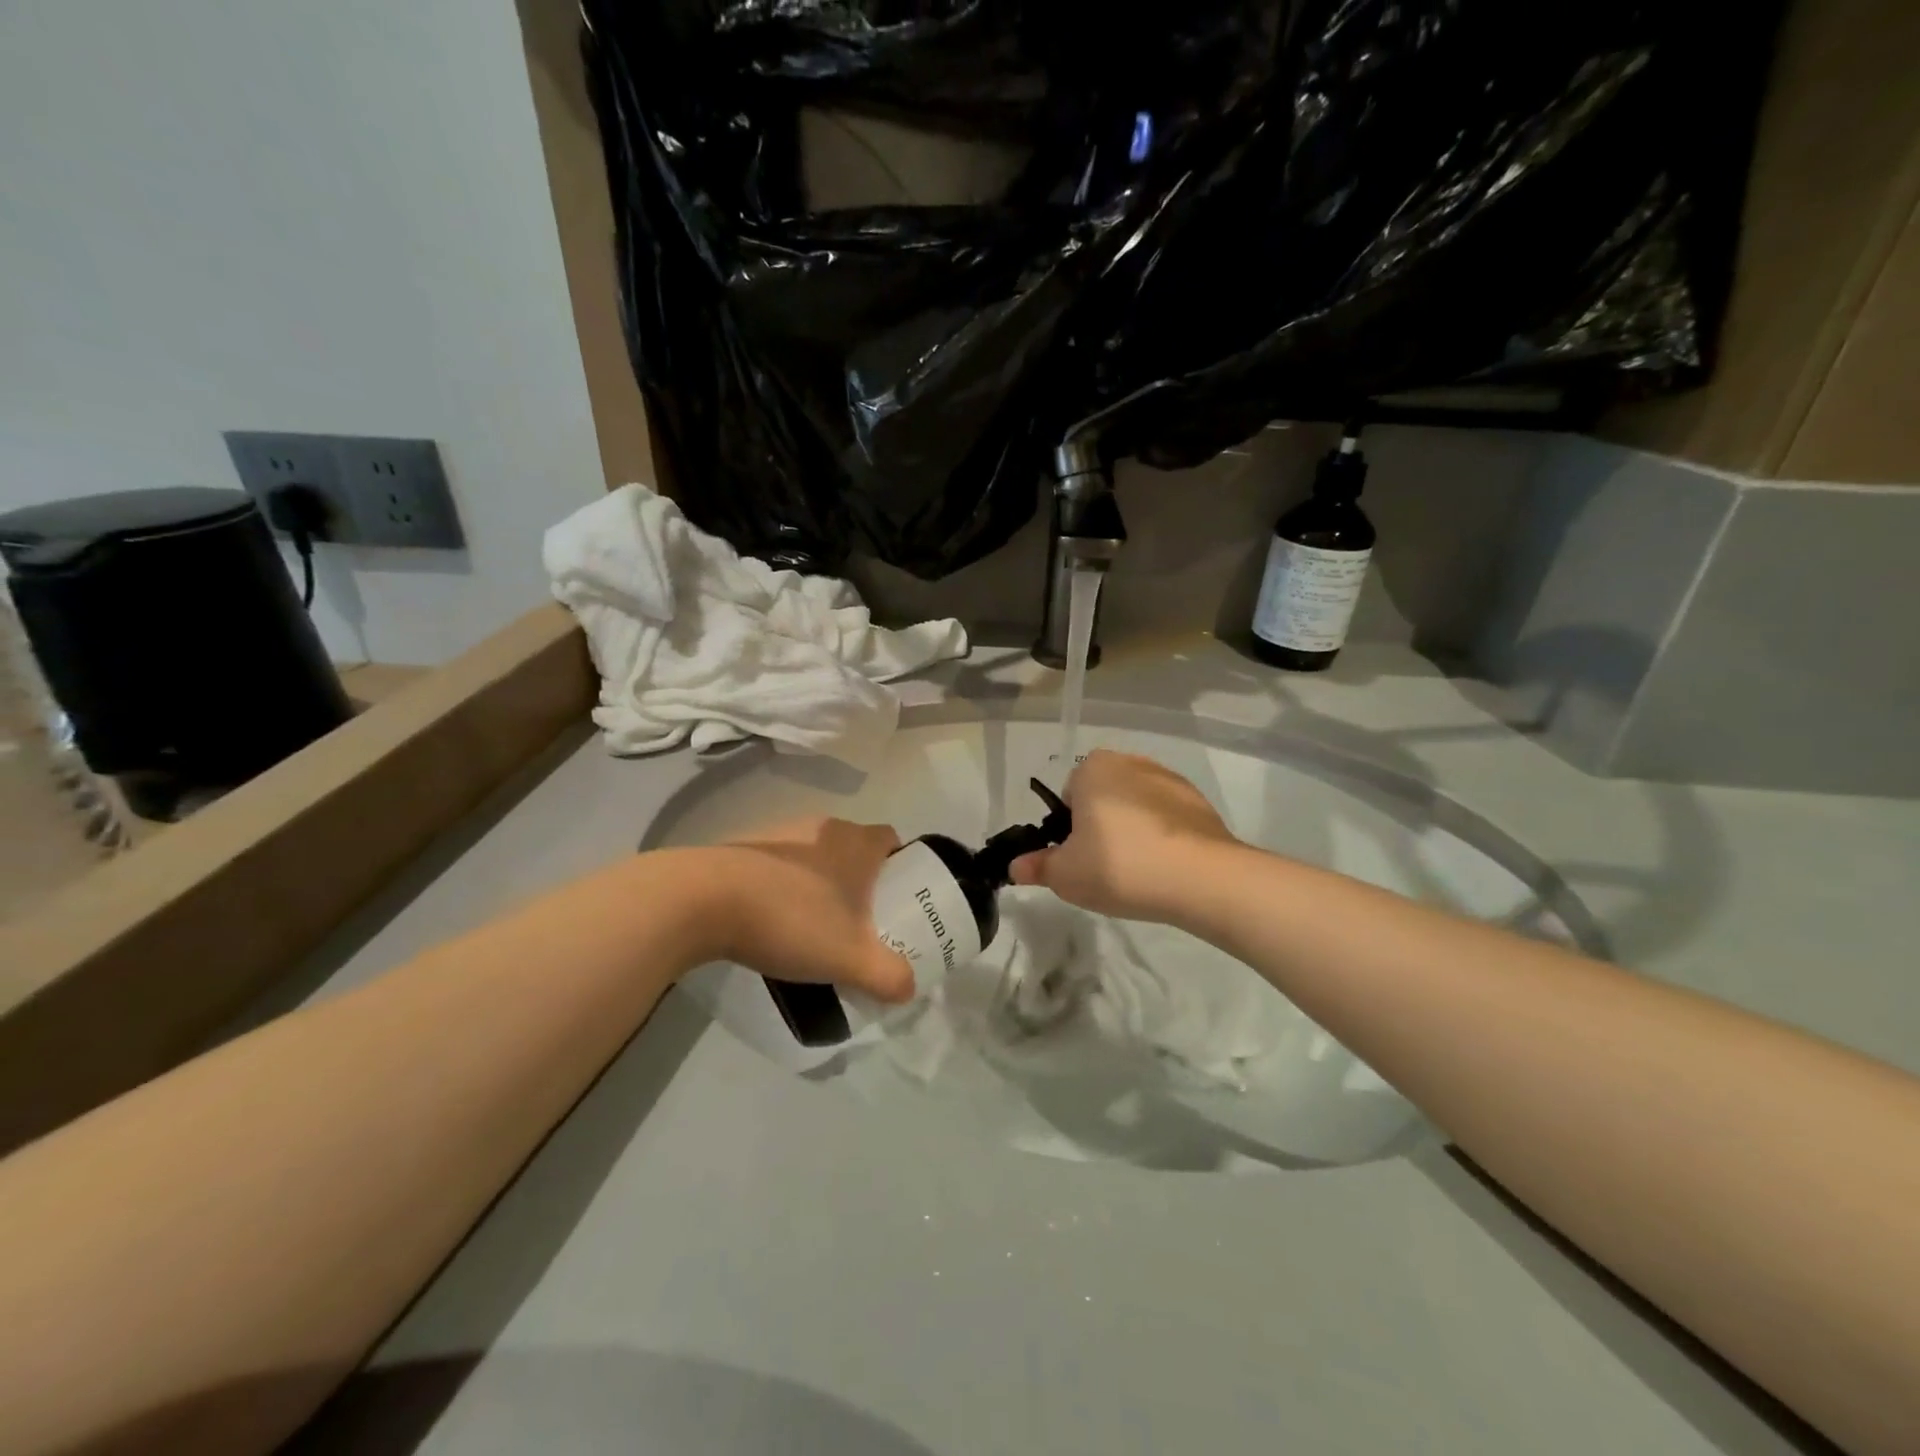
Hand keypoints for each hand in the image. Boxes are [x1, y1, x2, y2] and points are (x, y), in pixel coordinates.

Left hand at [710, 817, 915, 1001]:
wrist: (703, 900)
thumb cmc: (791, 918)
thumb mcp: (850, 958)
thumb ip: (888, 976)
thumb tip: (908, 989)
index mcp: (855, 841)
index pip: (892, 840)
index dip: (901, 867)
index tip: (898, 900)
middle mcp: (822, 827)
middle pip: (854, 849)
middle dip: (861, 882)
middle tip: (860, 922)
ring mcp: (780, 833)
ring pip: (816, 857)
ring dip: (820, 884)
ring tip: (815, 926)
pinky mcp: (745, 847)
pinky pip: (779, 866)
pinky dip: (784, 887)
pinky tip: (773, 921)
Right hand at [1010, 750, 1236, 921]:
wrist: (1201, 878)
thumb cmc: (1119, 866)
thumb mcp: (1065, 875)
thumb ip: (1037, 867)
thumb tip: (1015, 867)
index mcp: (1093, 768)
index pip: (1068, 794)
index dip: (1068, 828)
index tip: (1077, 857)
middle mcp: (1132, 762)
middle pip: (1103, 797)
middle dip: (1100, 826)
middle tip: (1102, 868)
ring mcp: (1171, 781)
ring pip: (1137, 807)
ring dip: (1133, 831)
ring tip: (1137, 874)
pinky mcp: (1201, 804)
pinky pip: (1169, 820)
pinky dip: (1163, 839)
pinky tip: (1165, 870)